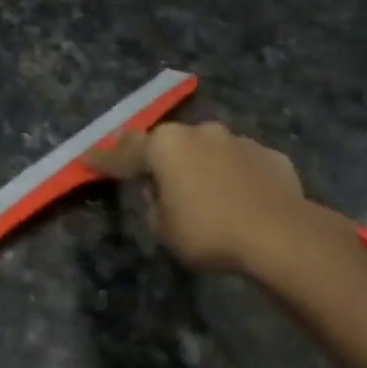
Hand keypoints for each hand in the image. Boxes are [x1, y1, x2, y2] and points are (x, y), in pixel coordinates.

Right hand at [86, 122, 357, 284]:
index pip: (124, 152)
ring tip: (199, 192)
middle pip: (168, 143)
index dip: (103, 158)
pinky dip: (231, 176)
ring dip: (197, 165)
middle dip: (155, 157)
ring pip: (206, 150)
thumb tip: (161, 191)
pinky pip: (239, 164)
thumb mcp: (163, 227)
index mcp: (165, 146)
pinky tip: (236, 198)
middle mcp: (199, 133)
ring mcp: (238, 140)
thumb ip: (154, 204)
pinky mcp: (269, 155)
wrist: (280, 235)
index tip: (86, 158)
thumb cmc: (208, 231)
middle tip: (144, 171)